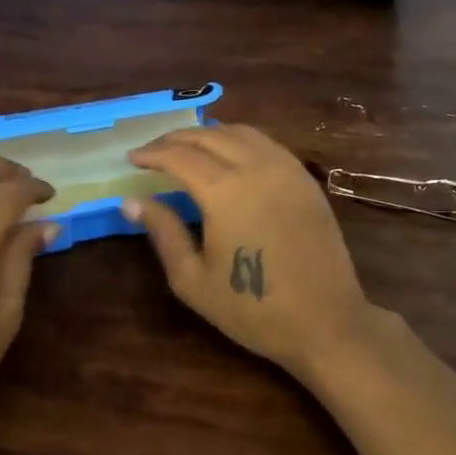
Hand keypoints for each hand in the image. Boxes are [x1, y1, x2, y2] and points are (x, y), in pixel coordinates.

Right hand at [122, 124, 382, 374]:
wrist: (325, 322)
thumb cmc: (252, 307)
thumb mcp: (193, 279)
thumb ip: (163, 232)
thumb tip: (131, 202)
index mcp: (224, 190)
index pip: (179, 155)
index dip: (151, 153)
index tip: (132, 158)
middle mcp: (256, 166)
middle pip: (209, 135)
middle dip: (176, 138)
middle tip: (153, 150)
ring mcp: (286, 169)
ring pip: (241, 132)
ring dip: (208, 133)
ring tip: (187, 147)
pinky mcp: (306, 179)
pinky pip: (267, 144)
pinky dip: (239, 139)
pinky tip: (229, 154)